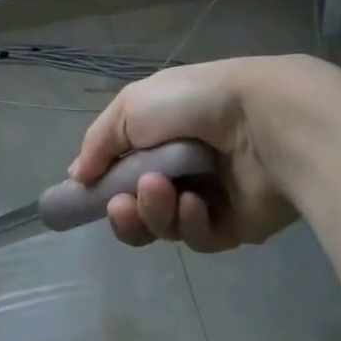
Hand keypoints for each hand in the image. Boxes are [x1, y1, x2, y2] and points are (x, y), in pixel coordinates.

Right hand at [70, 58, 304, 251]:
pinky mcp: (234, 225)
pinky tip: (196, 203)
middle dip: (125, 211)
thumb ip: (99, 144)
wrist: (263, 120)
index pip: (122, 169)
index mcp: (158, 134)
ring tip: (162, 191)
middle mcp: (181, 166)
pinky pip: (198, 237)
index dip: (103, 185)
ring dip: (155, 211)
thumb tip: (78, 176)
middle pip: (139, 206)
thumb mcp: (131, 108)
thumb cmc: (191, 104)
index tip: (86, 193)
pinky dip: (191, 221)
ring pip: (164, 224)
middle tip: (120, 206)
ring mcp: (208, 196)